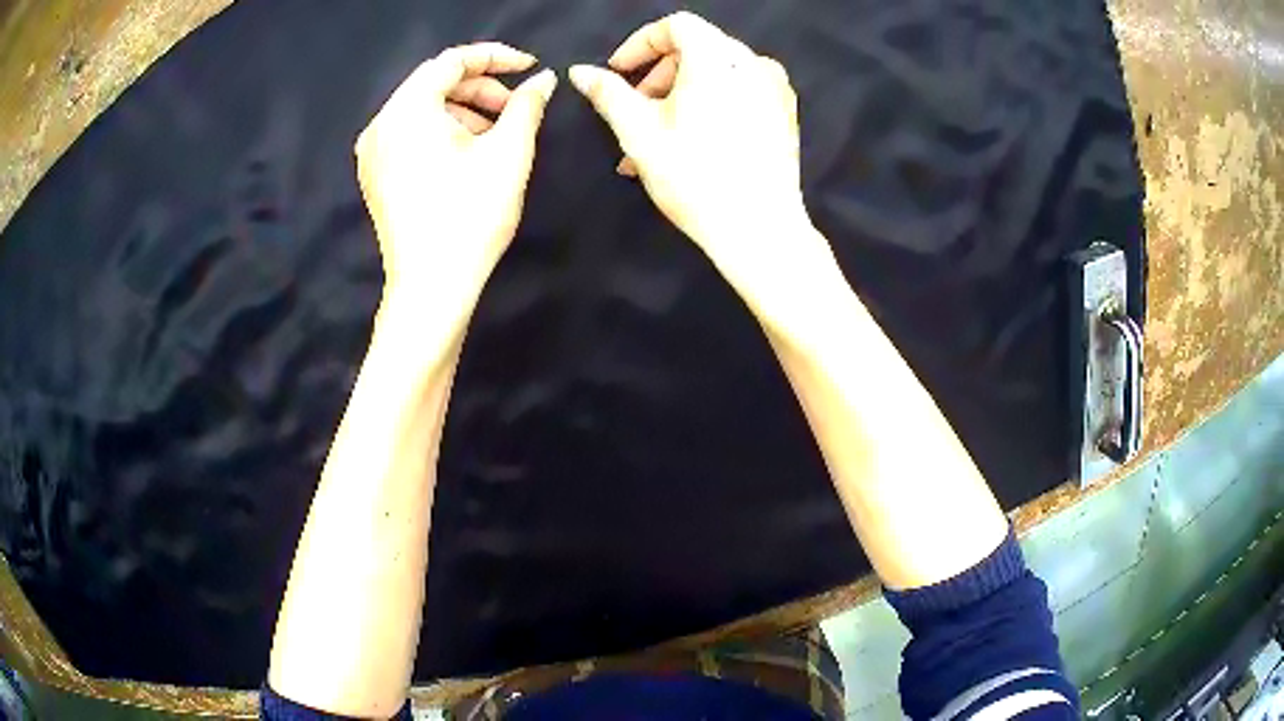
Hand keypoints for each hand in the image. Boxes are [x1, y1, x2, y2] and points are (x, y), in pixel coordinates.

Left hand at [356, 43, 556, 307]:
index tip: (530, 67)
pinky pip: (410, 134)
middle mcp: (381, 125)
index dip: (496, 57)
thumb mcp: (509, 152)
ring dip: (463, 110)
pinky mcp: (375, 176)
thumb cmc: (471, 215)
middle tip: (515, 107)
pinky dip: (442, 131)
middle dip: (480, 87)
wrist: (432, 287)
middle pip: (433, 83)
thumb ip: (527, 105)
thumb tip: (541, 80)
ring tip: (496, 134)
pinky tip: (468, 153)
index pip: (452, 61)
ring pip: (422, 110)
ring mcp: (372, 153)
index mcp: (407, 110)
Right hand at [569, 13, 834, 309]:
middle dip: (657, 76)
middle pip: (696, 49)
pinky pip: (738, 94)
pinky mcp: (785, 115)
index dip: (639, 44)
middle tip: (634, 111)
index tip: (617, 71)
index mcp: (718, 56)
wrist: (759, 228)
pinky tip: (692, 142)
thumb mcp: (639, 132)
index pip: (675, 25)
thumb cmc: (694, 176)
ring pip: (716, 75)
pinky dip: (710, 105)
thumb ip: (608, 93)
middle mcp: (753, 63)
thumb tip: (580, 72)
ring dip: (679, 96)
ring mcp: (775, 89)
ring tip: (655, 140)